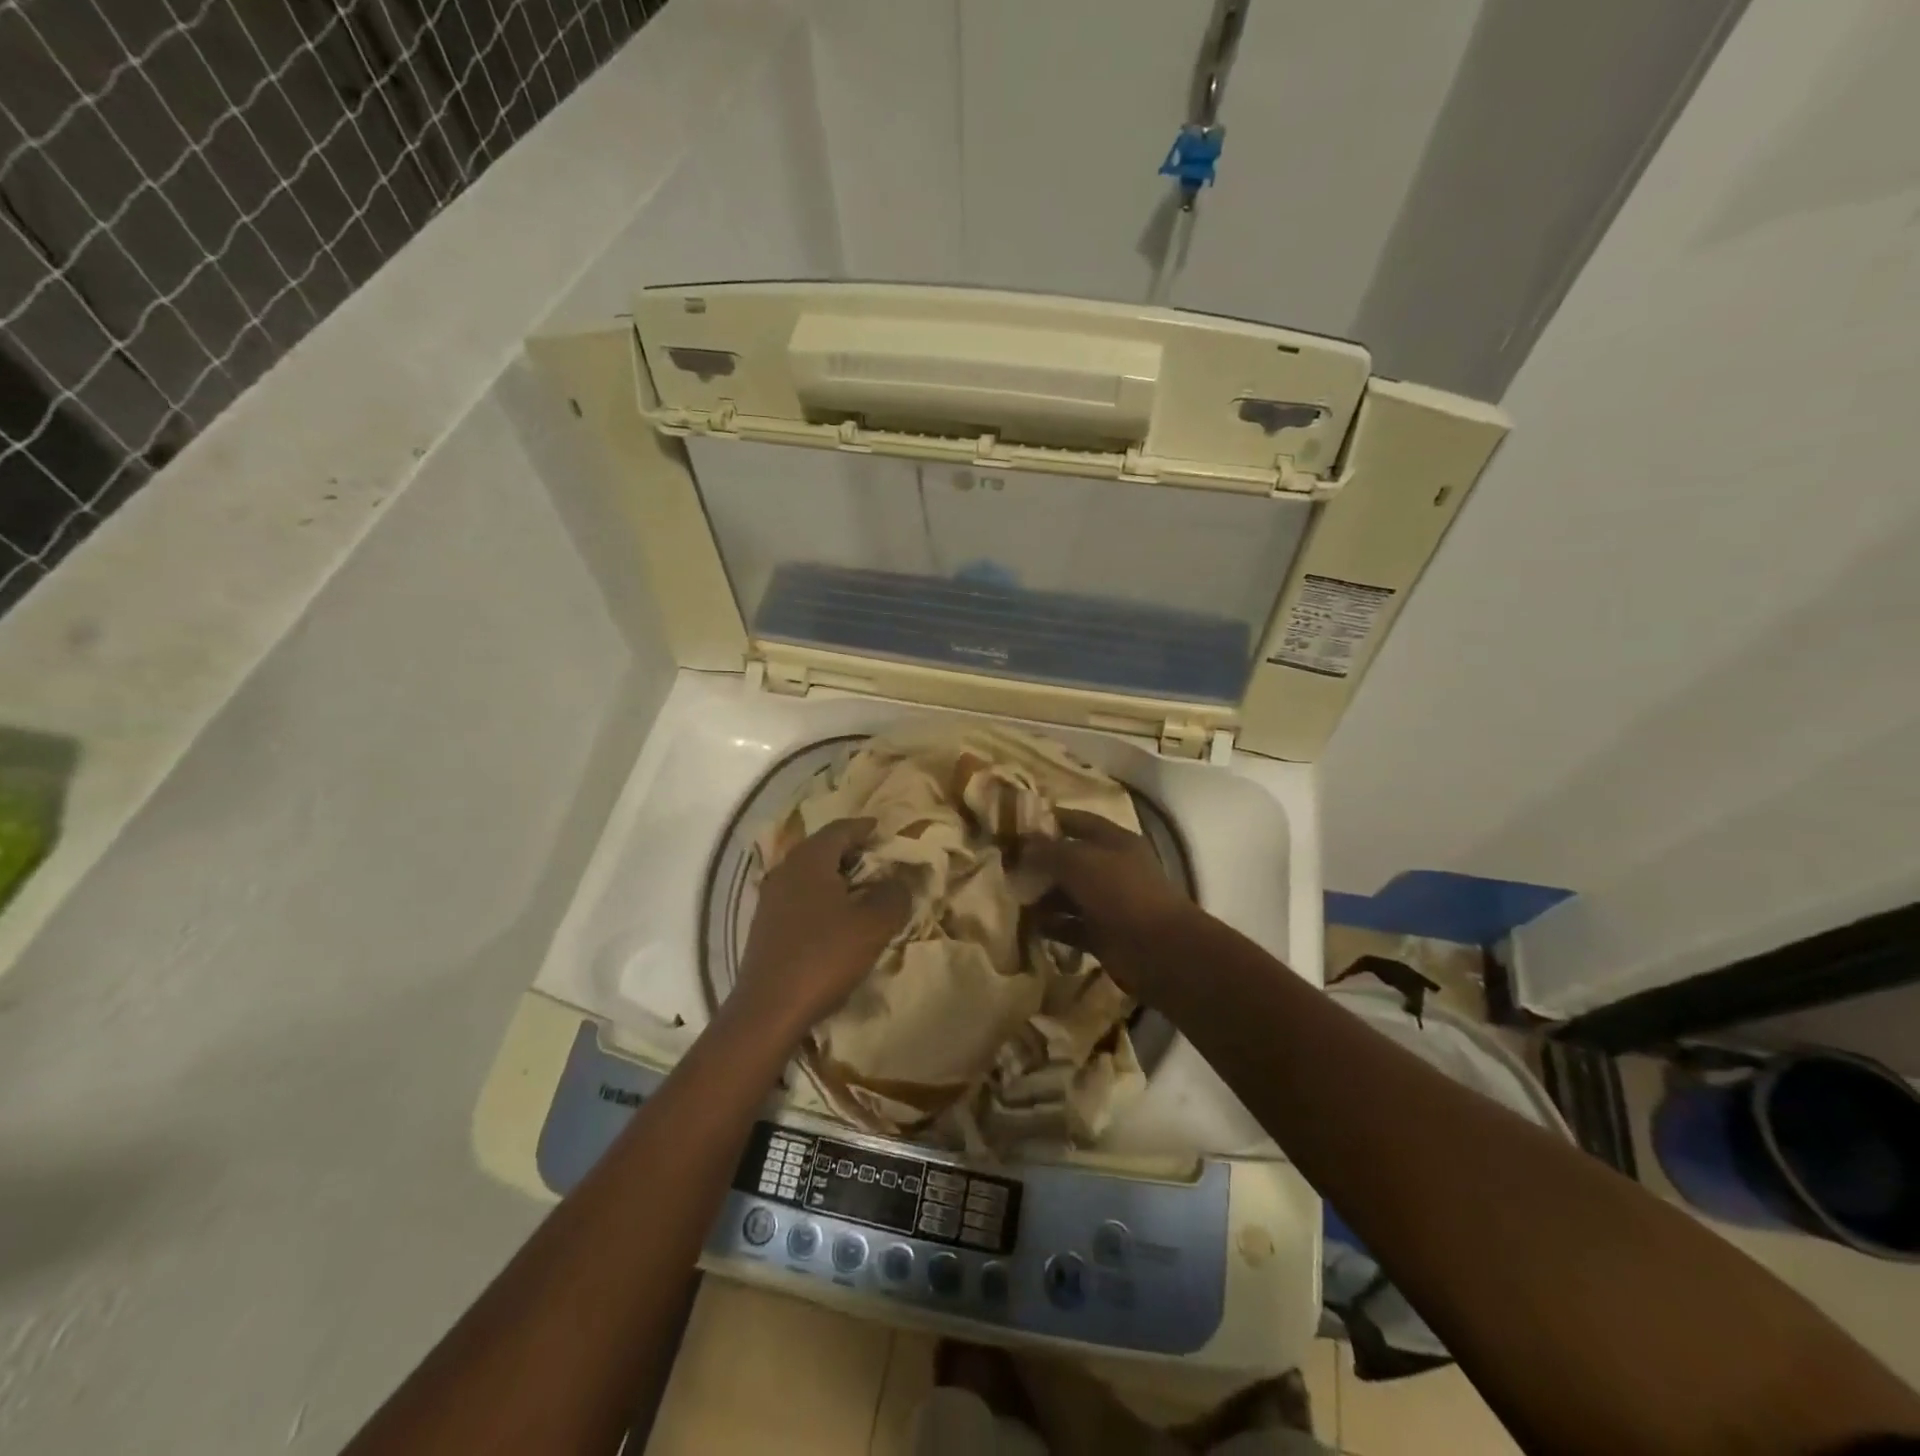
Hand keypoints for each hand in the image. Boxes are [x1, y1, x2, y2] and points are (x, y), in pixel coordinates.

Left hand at [732, 818, 910, 1039]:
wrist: (769, 1009)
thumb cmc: (824, 956)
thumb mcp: (873, 925)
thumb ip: (894, 895)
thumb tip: (902, 878)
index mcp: (809, 860)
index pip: (839, 830)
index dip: (863, 827)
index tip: (883, 829)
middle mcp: (785, 871)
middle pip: (821, 848)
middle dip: (849, 849)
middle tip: (877, 857)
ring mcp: (770, 899)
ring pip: (808, 874)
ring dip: (834, 875)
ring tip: (861, 887)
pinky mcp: (765, 926)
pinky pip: (799, 897)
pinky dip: (821, 896)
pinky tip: (835, 916)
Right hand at [1018, 808, 1203, 1001]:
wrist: (1159, 951)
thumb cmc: (1121, 894)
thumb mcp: (1080, 863)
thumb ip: (1048, 851)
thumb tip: (1022, 843)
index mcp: (1114, 841)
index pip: (1077, 821)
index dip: (1048, 821)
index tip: (1015, 825)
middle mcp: (1112, 868)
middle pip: (1070, 859)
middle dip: (1039, 863)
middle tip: (1004, 867)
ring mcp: (1108, 903)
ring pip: (1068, 895)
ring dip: (1042, 897)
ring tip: (1011, 898)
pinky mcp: (1103, 935)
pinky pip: (1071, 926)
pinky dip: (1052, 926)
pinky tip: (1028, 926)